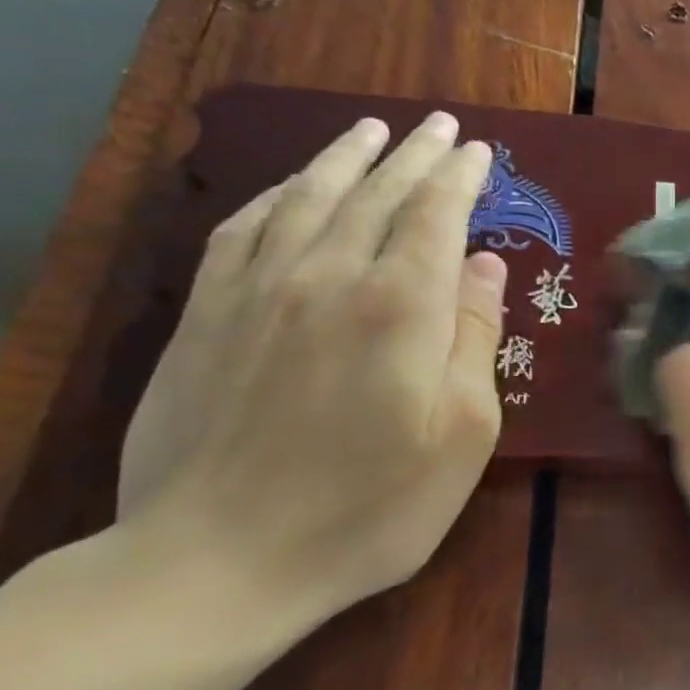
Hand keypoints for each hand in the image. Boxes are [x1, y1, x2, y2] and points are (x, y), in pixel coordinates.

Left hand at [118, 113, 506, 629]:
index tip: (479, 151)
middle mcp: (329, 277)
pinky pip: (242, 230)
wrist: (216, 562)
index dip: (460, 178)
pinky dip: (273, 196)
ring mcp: (258, 291)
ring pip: (308, 198)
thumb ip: (474, 338)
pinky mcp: (206, 316)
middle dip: (415, 155)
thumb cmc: (368, 508)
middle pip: (378, 194)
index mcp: (399, 306)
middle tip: (441, 126)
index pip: (436, 215)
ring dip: (346, 158)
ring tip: (370, 130)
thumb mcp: (462, 434)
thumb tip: (484, 264)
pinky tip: (289, 187)